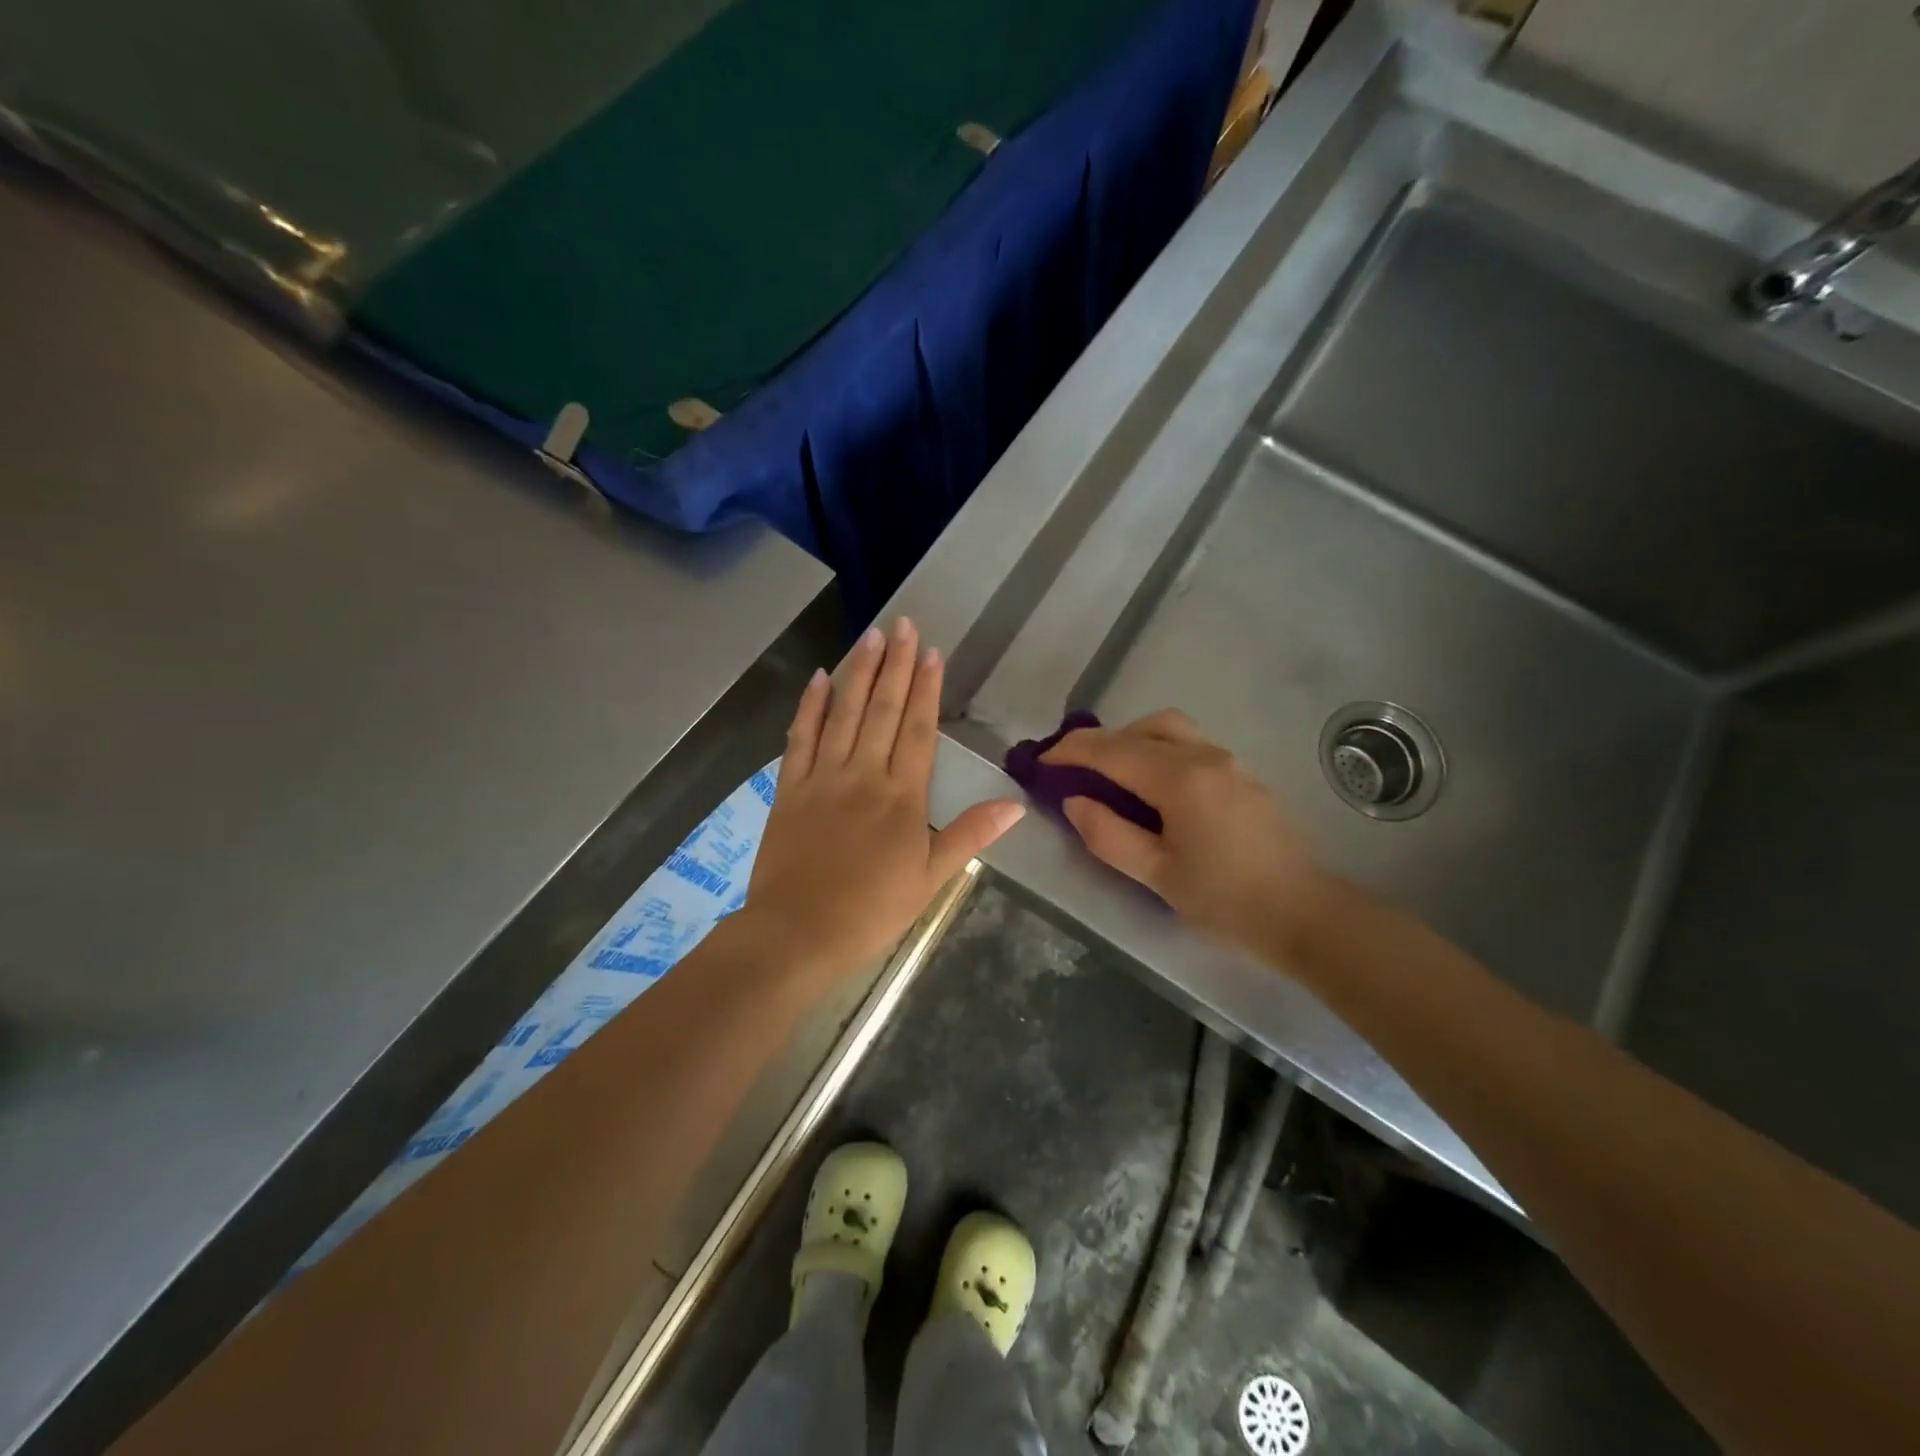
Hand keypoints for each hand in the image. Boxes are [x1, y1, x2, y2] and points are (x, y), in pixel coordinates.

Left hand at [741, 618, 1024, 979]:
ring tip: (871, 635)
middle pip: (882, 709)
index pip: (918, 729)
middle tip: (903, 624)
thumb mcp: (930, 879)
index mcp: (902, 796)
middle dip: (896, 664)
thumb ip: (969, 836)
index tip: (931, 652)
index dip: (926, 688)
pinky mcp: (789, 788)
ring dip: (859, 672)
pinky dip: (810, 705)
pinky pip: (800, 737)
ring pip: (843, 713)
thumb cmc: (871, 911)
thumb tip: (1015, 805)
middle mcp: (863, 775)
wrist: (797, 933)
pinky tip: (819, 677)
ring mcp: (822, 777)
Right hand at [1042, 710, 1327, 953]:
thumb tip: (1075, 801)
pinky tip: (1152, 787)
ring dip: (1133, 741)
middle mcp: (1205, 757)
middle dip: (1102, 741)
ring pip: (1170, 729)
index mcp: (1180, 780)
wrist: (1305, 914)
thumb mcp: (1157, 875)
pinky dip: (1159, 750)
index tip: (1041, 763)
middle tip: (1075, 770)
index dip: (1071, 752)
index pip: (1113, 751)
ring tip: (1112, 776)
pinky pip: (1190, 745)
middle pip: (1142, 727)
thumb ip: (1108, 835)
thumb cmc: (1226, 900)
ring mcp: (1229, 761)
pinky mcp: (1243, 774)